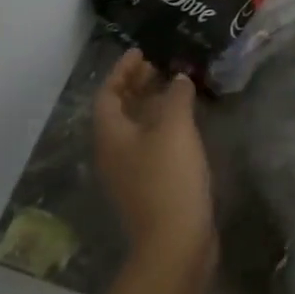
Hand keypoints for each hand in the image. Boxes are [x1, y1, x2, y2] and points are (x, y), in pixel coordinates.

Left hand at [94, 50, 214, 270]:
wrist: (176, 242)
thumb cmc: (169, 177)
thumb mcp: (174, 127)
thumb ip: (176, 96)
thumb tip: (178, 78)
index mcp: (111, 136)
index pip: (108, 94)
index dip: (122, 70)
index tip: (142, 51)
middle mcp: (114, 153)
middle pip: (120, 111)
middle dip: (137, 85)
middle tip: (161, 65)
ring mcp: (131, 172)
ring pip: (137, 128)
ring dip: (152, 104)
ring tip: (177, 86)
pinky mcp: (150, 186)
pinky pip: (151, 144)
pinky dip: (164, 125)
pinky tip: (187, 122)